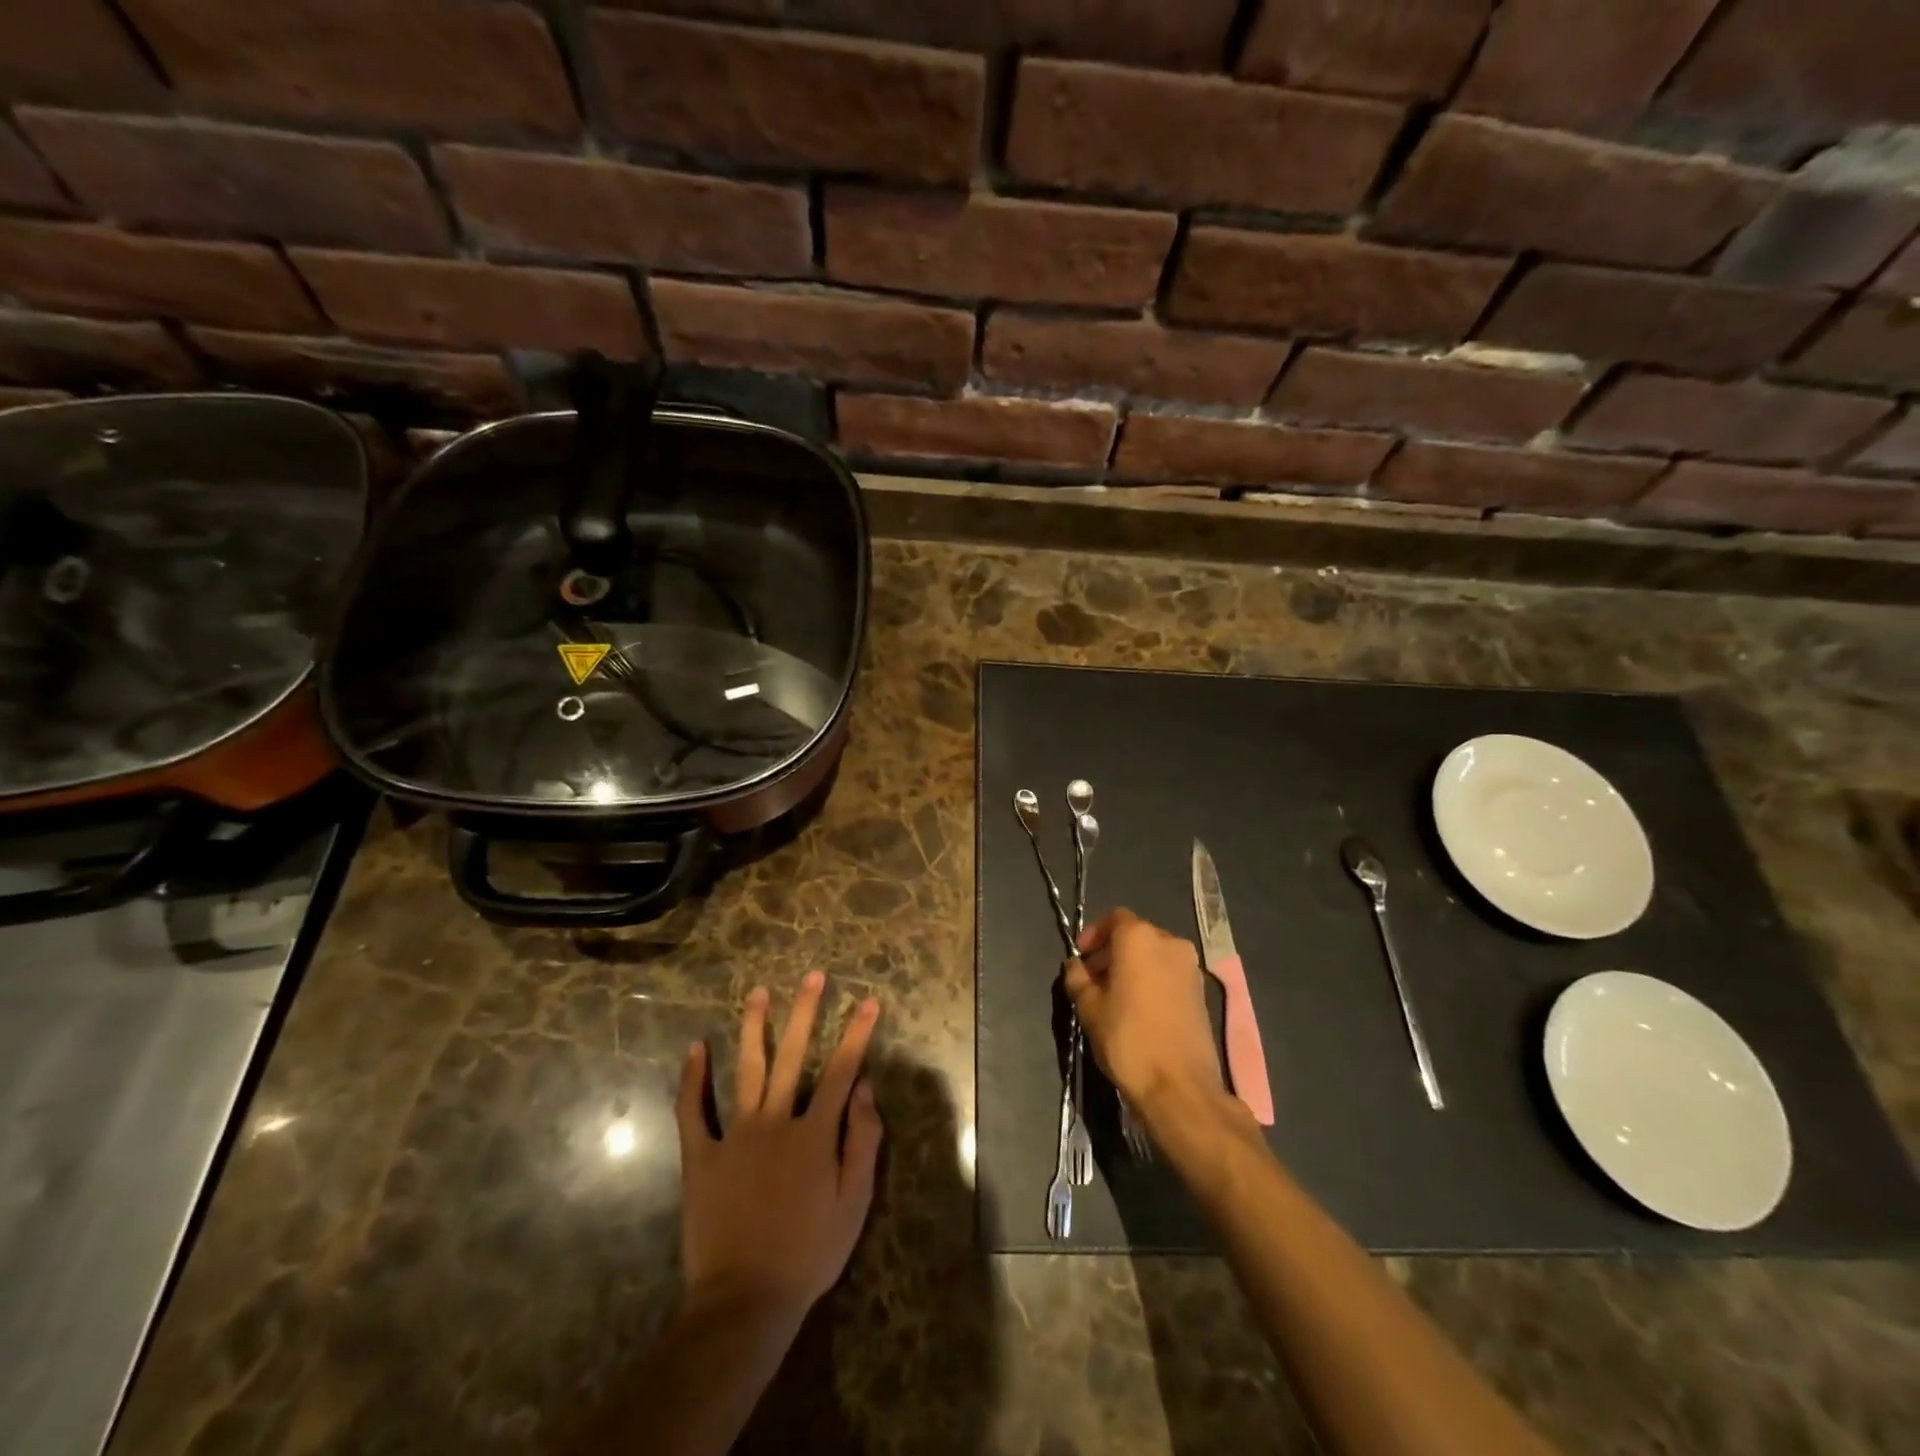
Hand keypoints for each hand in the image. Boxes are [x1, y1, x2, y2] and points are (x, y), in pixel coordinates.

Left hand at [675, 972, 882, 1327]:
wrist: (744, 1300)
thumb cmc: (808, 1253)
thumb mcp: (854, 1204)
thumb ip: (863, 1142)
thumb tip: (866, 1089)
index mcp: (814, 1133)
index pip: (842, 1071)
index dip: (858, 1034)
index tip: (869, 1001)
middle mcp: (775, 1121)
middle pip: (793, 1055)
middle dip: (805, 1012)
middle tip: (812, 975)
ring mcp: (735, 1135)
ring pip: (747, 1069)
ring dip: (753, 1027)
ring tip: (757, 992)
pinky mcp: (701, 1156)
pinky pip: (693, 1111)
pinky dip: (693, 1079)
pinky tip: (696, 1048)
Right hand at [1065, 908, 1225, 1115]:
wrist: (1180, 1086)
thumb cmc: (1128, 1038)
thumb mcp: (1089, 1007)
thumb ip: (1078, 978)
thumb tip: (1075, 965)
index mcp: (1139, 937)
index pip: (1114, 918)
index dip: (1094, 934)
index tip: (1081, 956)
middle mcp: (1169, 942)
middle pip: (1135, 935)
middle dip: (1112, 951)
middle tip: (1093, 978)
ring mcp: (1190, 967)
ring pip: (1154, 954)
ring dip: (1132, 966)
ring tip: (1114, 995)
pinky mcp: (1201, 991)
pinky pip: (1169, 973)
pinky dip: (1151, 979)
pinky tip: (1138, 1008)